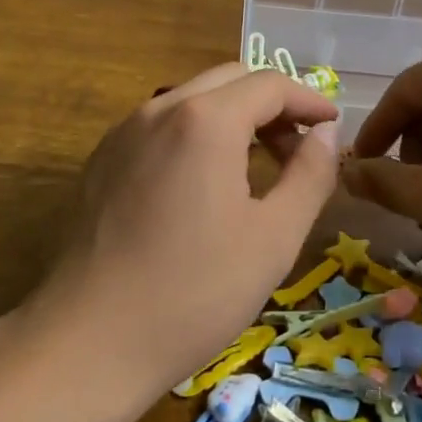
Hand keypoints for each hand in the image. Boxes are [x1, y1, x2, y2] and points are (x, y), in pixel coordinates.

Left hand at [36, 63, 341, 395]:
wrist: (88, 341)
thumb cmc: (194, 292)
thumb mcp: (274, 238)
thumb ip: (310, 175)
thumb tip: (326, 134)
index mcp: (206, 119)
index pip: (270, 84)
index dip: (309, 100)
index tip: (332, 127)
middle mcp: (161, 108)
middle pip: (230, 80)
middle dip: (272, 103)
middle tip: (298, 147)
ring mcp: (125, 131)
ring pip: (193, 98)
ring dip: (234, 116)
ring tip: (258, 165)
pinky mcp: (103, 158)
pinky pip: (161, 124)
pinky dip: (196, 132)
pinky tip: (204, 182)